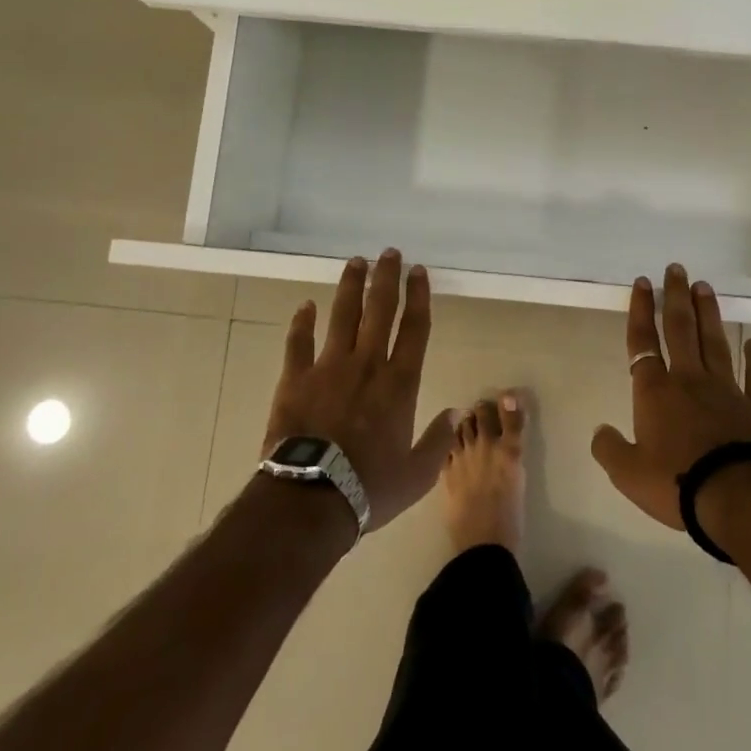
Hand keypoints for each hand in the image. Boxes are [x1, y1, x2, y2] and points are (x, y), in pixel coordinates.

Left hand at [262, 250, 456, 534]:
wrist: (311, 497)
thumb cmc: (369, 487)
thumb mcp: (417, 474)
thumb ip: (438, 441)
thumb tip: (454, 413)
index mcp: (399, 383)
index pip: (414, 328)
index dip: (418, 296)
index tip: (419, 271)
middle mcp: (367, 364)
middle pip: (380, 310)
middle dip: (386, 278)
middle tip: (390, 253)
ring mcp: (329, 367)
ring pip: (343, 315)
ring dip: (350, 287)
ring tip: (356, 262)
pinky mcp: (296, 378)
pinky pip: (299, 342)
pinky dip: (302, 322)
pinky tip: (306, 305)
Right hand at [591, 264, 750, 530]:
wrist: (741, 498)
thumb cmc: (678, 483)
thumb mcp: (628, 474)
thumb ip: (610, 450)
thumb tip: (600, 431)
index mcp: (655, 392)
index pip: (642, 342)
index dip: (640, 311)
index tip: (642, 282)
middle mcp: (689, 380)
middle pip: (680, 329)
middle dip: (675, 297)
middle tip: (676, 268)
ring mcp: (726, 390)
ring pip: (714, 342)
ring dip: (708, 313)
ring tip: (704, 287)